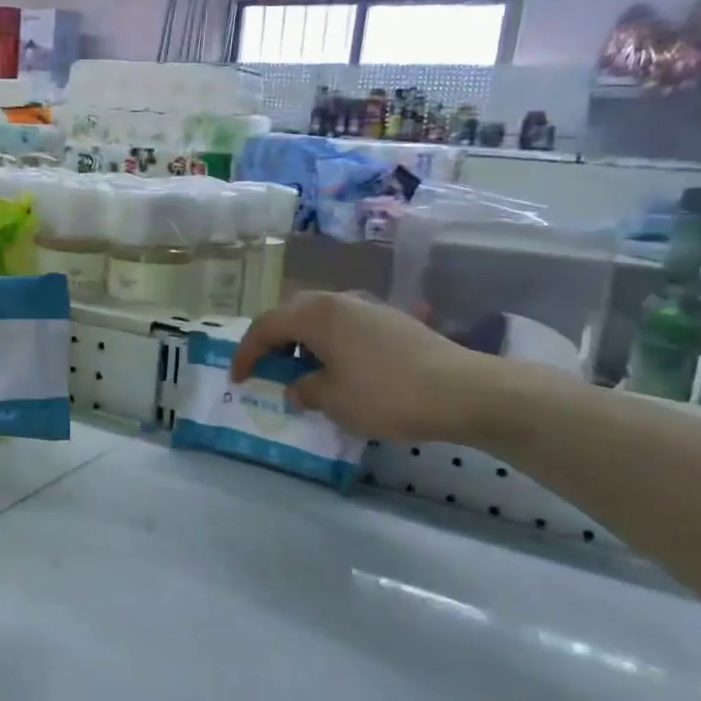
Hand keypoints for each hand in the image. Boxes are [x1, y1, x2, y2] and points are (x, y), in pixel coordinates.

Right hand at [229, 291, 509, 444]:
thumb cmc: (386, 394)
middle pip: (292, 315)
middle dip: (273, 342)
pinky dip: (330, 345)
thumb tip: (296, 387)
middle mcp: (339, 300)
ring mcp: (369, 307)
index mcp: (316, 314)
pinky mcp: (392, 321)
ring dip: (303, 343)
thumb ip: (305, 390)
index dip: (246, 353)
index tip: (237, 379)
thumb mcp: (334, 400)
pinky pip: (345, 327)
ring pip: (320, 319)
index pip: (266, 326)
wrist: (463, 390)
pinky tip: (339, 371)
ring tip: (302, 373)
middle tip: (266, 370)